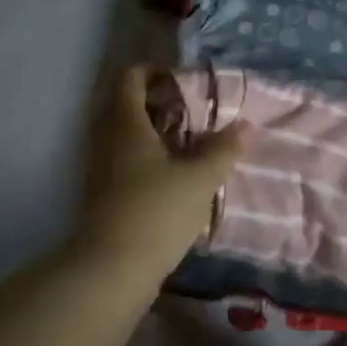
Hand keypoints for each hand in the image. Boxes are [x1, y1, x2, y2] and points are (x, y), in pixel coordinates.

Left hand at [73, 66, 247, 275]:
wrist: (109, 273)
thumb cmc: (155, 212)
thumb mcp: (200, 180)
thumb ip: (223, 150)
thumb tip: (246, 126)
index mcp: (126, 124)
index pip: (130, 79)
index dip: (154, 72)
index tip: (181, 81)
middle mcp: (108, 140)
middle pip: (126, 105)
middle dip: (157, 103)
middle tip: (191, 112)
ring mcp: (101, 169)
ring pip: (125, 135)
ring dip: (153, 133)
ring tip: (188, 144)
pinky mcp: (103, 196)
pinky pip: (123, 161)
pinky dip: (146, 158)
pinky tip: (173, 176)